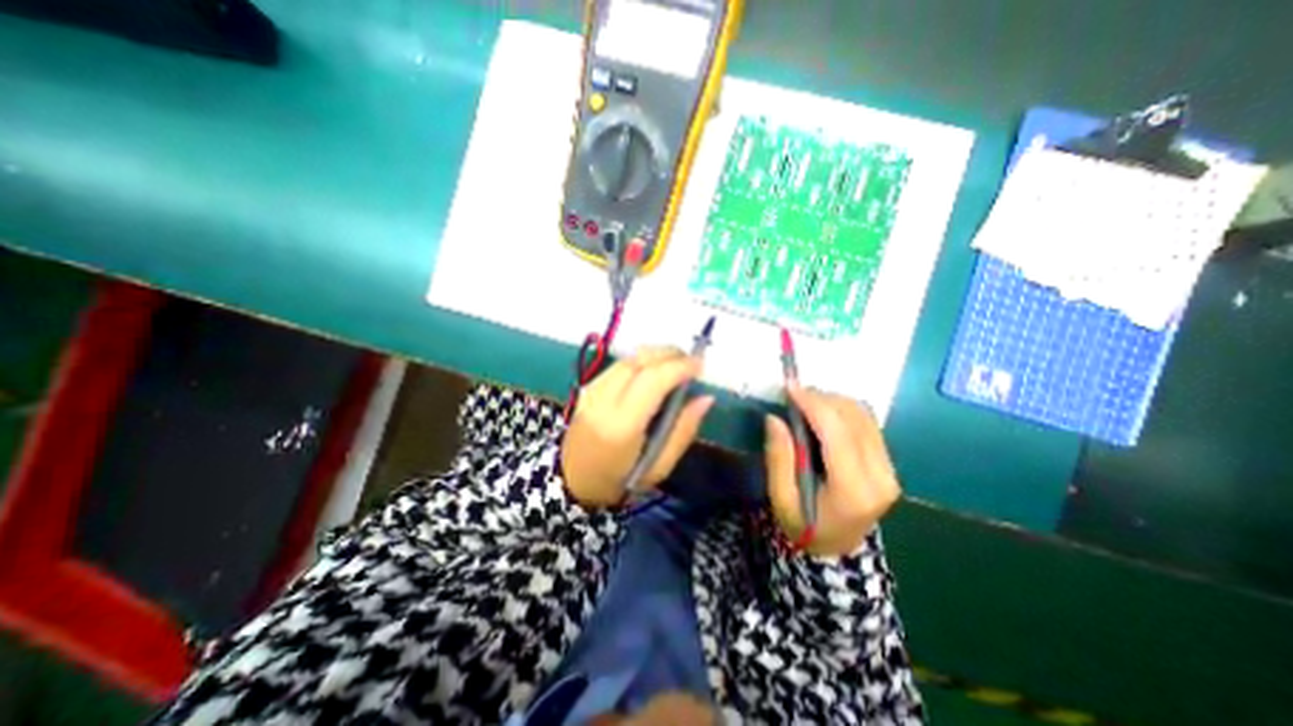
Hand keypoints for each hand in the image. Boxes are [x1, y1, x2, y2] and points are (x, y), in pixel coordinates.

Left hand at [558, 346, 712, 506]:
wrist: (573, 482)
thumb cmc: (620, 481)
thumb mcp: (659, 467)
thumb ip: (684, 430)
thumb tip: (706, 398)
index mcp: (622, 426)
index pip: (653, 381)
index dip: (679, 367)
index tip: (701, 366)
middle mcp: (603, 401)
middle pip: (639, 361)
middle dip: (670, 354)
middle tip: (691, 362)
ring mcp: (591, 392)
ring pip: (628, 358)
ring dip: (656, 354)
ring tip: (676, 362)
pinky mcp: (587, 388)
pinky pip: (618, 365)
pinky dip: (640, 360)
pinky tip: (653, 369)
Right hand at [764, 385, 901, 554]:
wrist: (837, 549)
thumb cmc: (804, 526)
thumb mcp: (781, 498)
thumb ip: (778, 457)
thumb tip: (774, 417)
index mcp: (853, 490)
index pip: (837, 433)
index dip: (813, 404)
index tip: (789, 387)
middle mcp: (880, 476)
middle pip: (853, 418)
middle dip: (821, 399)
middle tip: (793, 396)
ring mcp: (890, 469)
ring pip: (863, 415)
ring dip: (832, 402)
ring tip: (805, 404)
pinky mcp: (889, 463)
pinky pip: (867, 422)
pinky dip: (843, 410)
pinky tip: (823, 415)